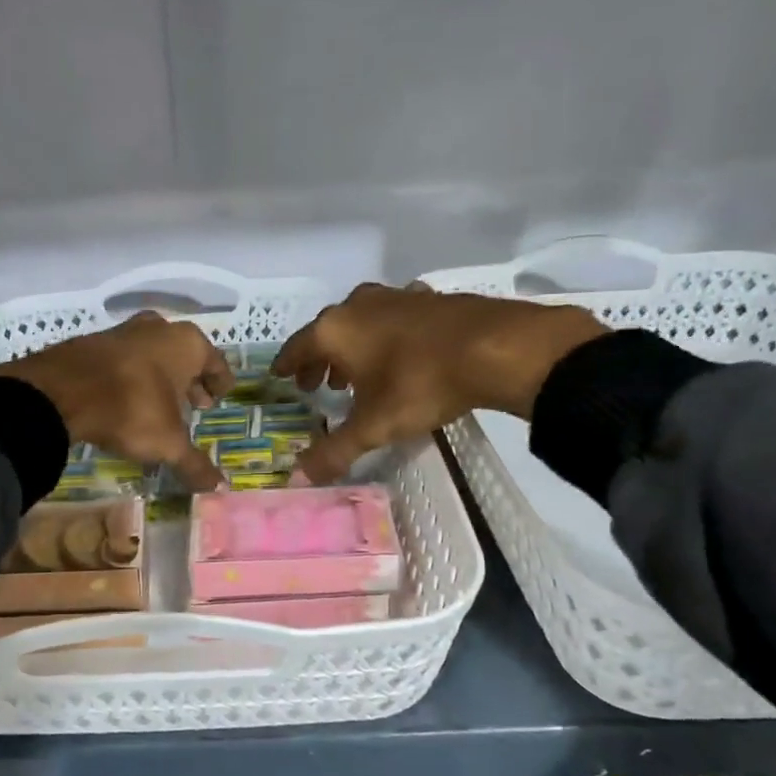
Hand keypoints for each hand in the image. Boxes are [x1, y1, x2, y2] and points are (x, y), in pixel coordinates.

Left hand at [0, 311, 232, 491]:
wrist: (60, 392)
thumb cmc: (131, 408)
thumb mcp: (168, 443)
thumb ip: (195, 464)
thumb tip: (219, 488)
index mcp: (187, 344)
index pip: (216, 362)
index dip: (220, 383)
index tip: (219, 398)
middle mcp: (159, 328)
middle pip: (184, 355)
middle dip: (190, 380)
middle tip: (194, 404)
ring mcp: (122, 331)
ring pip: (151, 353)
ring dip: (159, 376)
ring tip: (159, 404)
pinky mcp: (91, 342)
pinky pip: (122, 360)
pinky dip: (130, 376)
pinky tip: (125, 399)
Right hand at [272, 283, 606, 483]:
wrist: (495, 347)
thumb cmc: (420, 383)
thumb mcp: (374, 425)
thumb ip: (335, 451)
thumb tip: (299, 479)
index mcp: (335, 330)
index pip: (297, 347)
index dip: (286, 365)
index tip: (279, 376)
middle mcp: (358, 305)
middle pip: (327, 333)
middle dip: (320, 360)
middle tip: (317, 385)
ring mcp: (395, 297)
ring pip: (361, 323)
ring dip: (353, 348)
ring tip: (356, 375)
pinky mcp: (428, 298)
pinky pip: (393, 318)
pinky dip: (385, 336)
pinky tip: (399, 354)